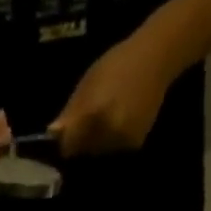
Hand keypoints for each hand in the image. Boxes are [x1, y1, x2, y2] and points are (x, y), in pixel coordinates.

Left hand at [49, 34, 173, 156]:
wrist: (158, 58)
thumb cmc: (118, 64)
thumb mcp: (89, 82)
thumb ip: (70, 112)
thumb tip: (52, 135)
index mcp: (94, 114)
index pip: (67, 144)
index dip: (62, 142)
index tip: (60, 138)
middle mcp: (108, 132)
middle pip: (82, 152)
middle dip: (79, 142)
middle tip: (86, 123)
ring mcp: (122, 141)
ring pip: (97, 153)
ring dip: (95, 144)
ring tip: (104, 119)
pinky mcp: (134, 146)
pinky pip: (113, 151)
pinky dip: (110, 143)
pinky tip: (117, 123)